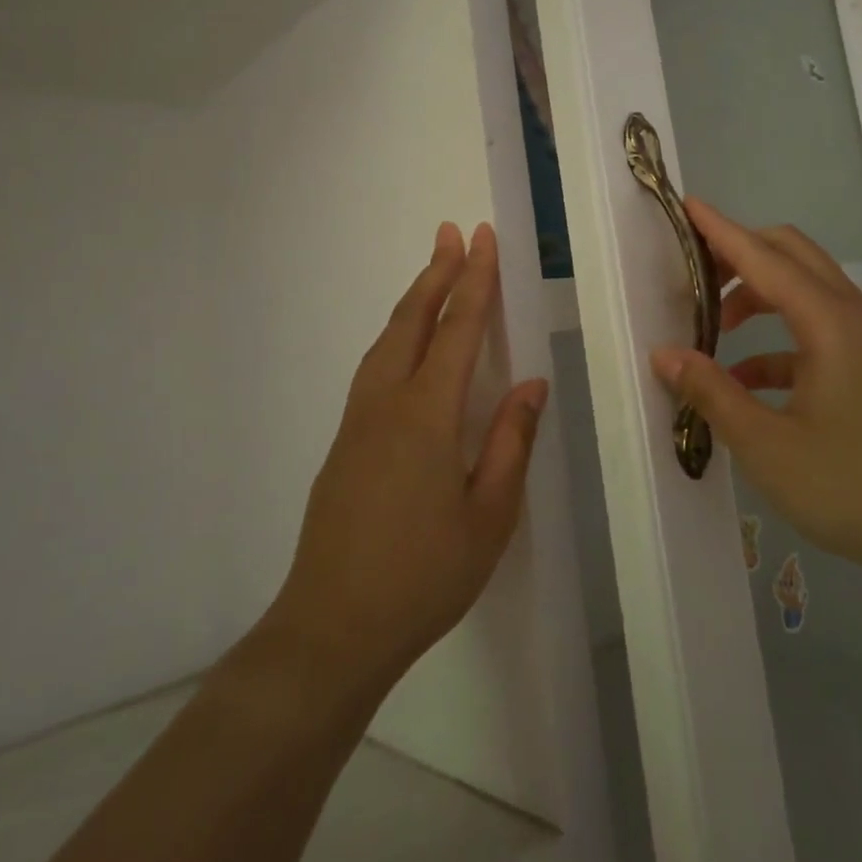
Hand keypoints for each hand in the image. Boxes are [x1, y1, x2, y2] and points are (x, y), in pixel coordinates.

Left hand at [260, 222, 547, 699]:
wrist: (331, 629)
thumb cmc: (424, 575)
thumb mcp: (489, 515)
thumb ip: (511, 442)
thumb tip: (530, 384)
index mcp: (427, 414)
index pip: (456, 330)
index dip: (474, 281)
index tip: (482, 239)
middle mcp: (386, 403)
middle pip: (411, 321)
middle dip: (436, 273)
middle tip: (451, 233)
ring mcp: (357, 422)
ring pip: (386, 341)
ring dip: (412, 300)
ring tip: (432, 273)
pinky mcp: (343, 443)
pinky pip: (373, 367)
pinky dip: (395, 335)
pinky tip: (403, 344)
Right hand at [650, 200, 861, 584]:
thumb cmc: (855, 487)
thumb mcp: (767, 447)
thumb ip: (711, 393)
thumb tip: (664, 354)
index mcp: (828, 321)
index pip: (762, 257)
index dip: (720, 230)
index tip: (686, 204)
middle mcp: (852, 315)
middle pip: (791, 254)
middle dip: (740, 253)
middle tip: (694, 273)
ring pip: (805, 290)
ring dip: (758, 296)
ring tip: (714, 331)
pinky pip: (819, 330)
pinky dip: (779, 340)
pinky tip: (748, 381)